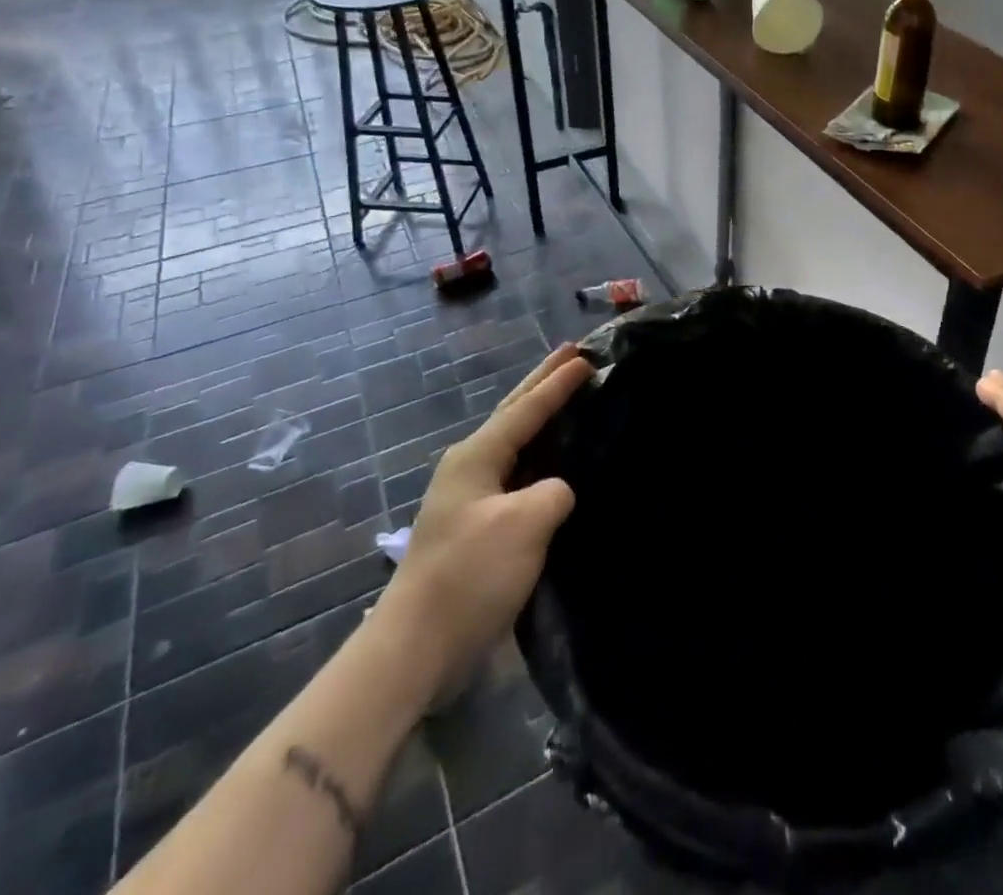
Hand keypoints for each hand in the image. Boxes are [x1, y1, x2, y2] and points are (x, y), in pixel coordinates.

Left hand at [376, 344, 588, 688]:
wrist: (415, 648)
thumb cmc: (470, 575)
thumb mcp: (525, 524)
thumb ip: (554, 491)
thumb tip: (557, 491)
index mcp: (476, 456)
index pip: (526, 408)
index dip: (558, 382)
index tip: (587, 356)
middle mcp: (470, 466)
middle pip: (514, 413)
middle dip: (543, 383)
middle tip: (572, 354)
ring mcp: (470, 497)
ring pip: (515, 443)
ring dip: (541, 417)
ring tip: (568, 397)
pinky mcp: (476, 527)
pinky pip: (516, 473)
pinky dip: (538, 455)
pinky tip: (554, 462)